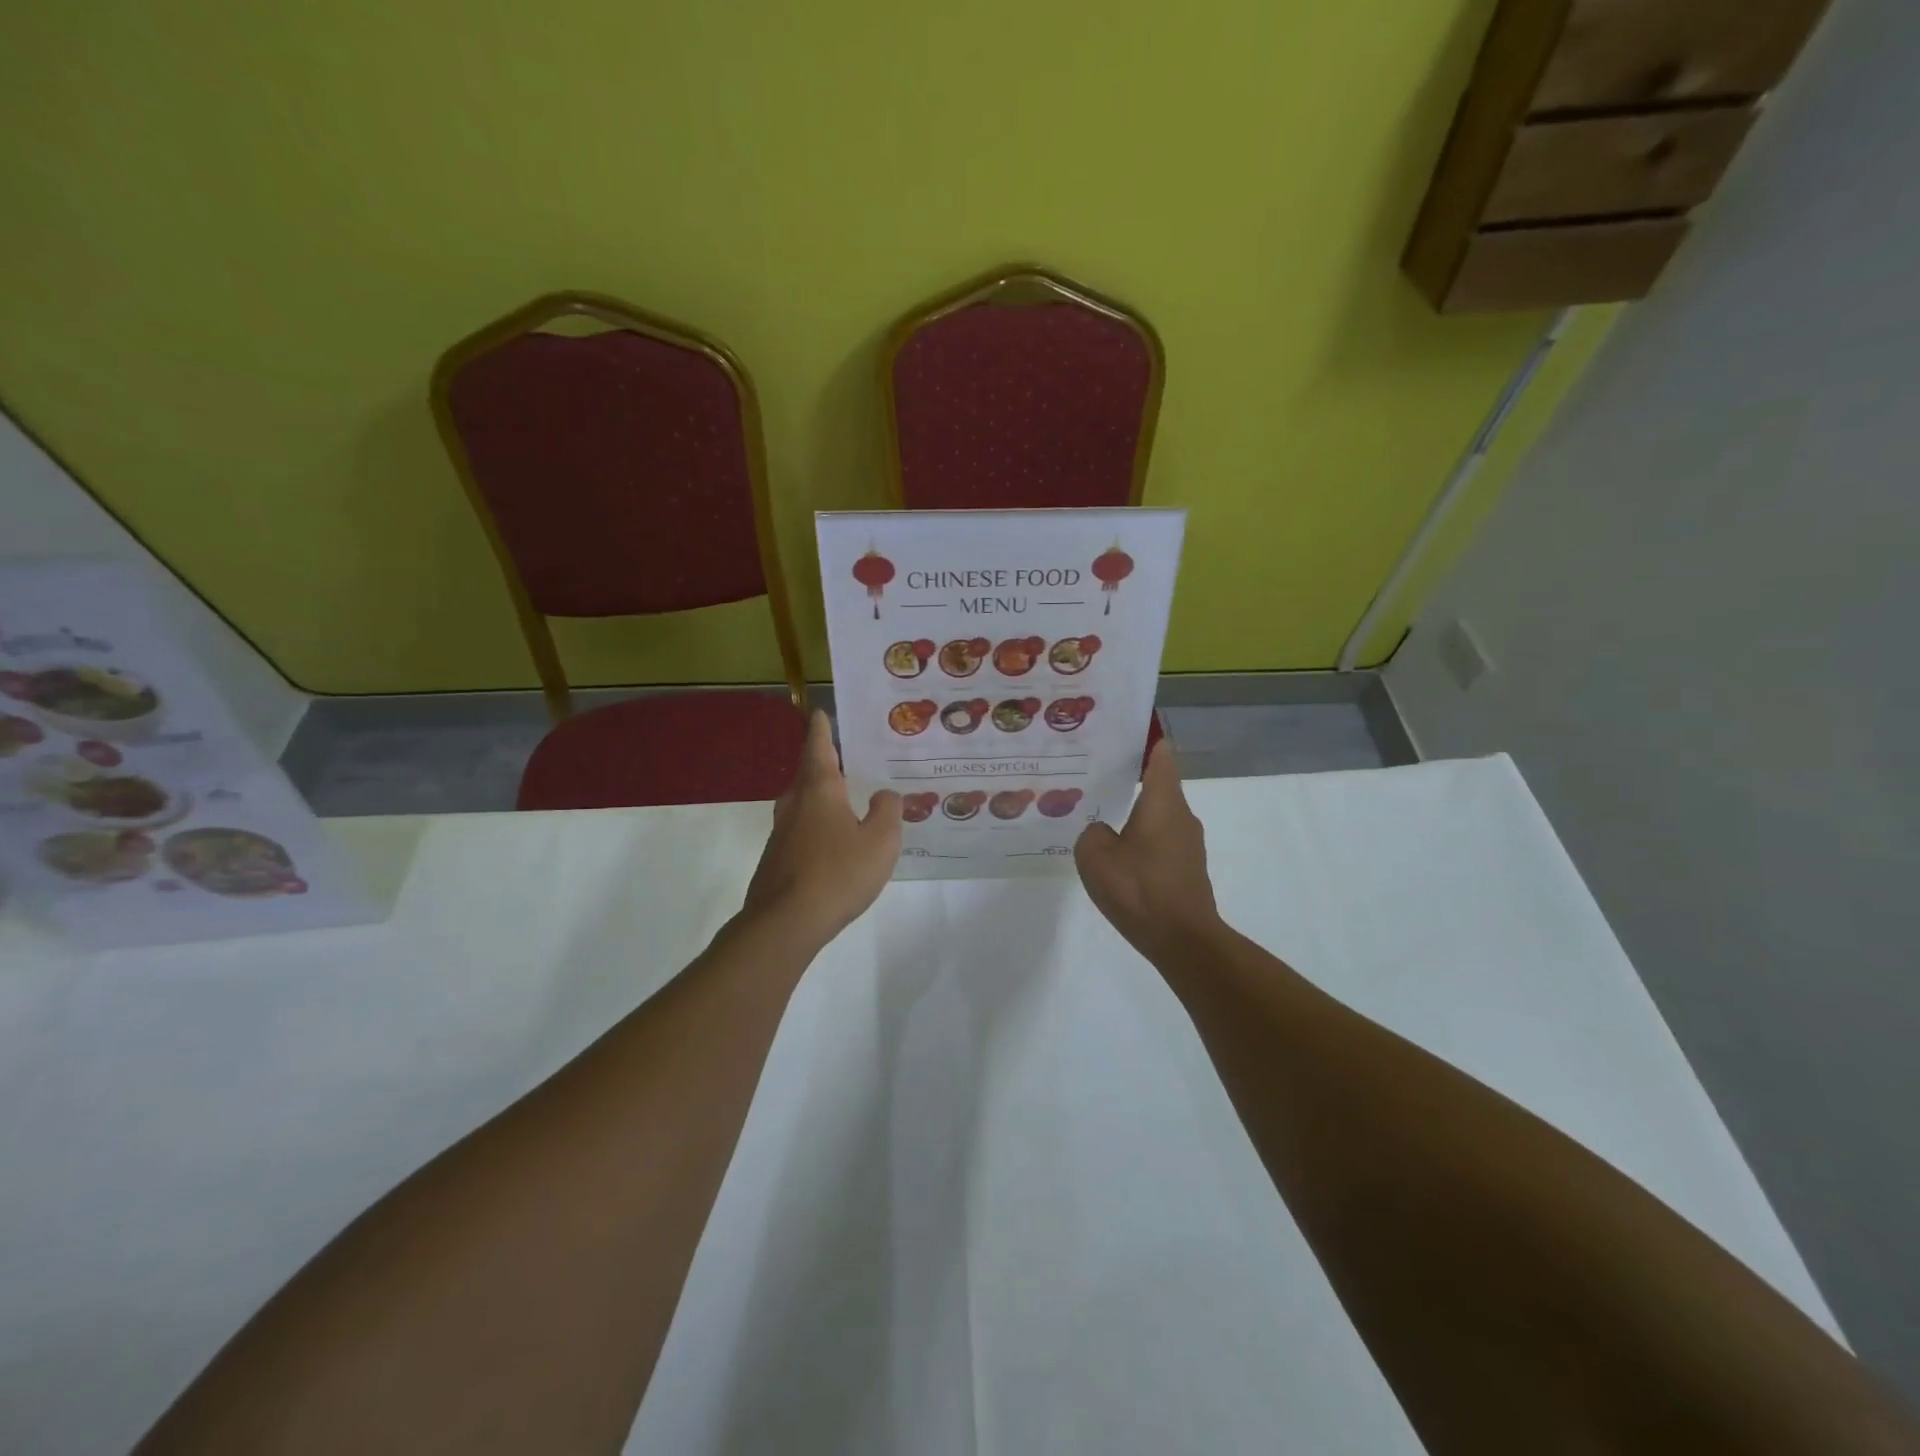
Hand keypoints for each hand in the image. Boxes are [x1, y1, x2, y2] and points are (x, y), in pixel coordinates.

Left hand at [743, 711, 901, 945]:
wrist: (785, 923)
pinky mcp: (777, 858)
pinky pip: (802, 830)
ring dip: (823, 797)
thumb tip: (884, 795)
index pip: (819, 747)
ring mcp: (781, 832)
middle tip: (849, 758)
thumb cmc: (838, 873)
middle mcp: (795, 803)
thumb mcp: (880, 841)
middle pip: (809, 774)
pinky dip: (819, 825)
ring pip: (804, 803)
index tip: (821, 712)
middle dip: (826, 763)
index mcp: (819, 789)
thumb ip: (887, 811)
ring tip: (848, 799)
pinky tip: (835, 843)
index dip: (822, 729)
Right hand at [1075, 740, 1223, 960]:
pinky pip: (1160, 842)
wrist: (1183, 941)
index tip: (1121, 732)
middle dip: (1129, 777)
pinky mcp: (1187, 869)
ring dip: (1134, 813)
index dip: (1144, 739)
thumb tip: (1103, 831)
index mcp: (1164, 802)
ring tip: (1099, 816)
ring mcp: (1188, 844)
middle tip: (1094, 775)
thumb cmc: (1139, 888)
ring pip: (1158, 815)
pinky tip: (1117, 857)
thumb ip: (1092, 832)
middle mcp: (1182, 816)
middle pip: (1158, 784)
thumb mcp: (1095, 855)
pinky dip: (1141, 840)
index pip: (1160, 755)